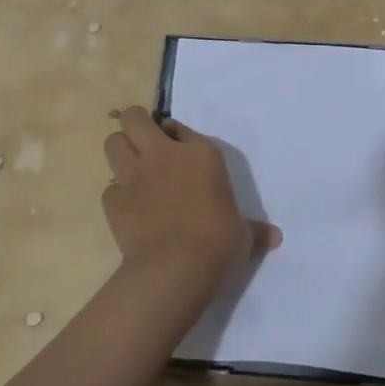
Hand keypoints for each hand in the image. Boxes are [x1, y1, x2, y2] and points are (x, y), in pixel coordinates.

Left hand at [102, 107, 281, 292]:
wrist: (176, 267)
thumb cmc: (218, 242)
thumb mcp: (243, 235)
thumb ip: (254, 230)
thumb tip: (275, 237)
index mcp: (200, 153)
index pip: (180, 127)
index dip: (176, 135)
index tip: (178, 147)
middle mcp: (164, 155)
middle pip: (134, 118)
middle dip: (136, 124)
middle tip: (144, 142)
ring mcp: (134, 176)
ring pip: (113, 143)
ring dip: (120, 151)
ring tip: (131, 169)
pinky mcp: (114, 201)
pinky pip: (109, 188)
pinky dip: (116, 195)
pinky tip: (128, 209)